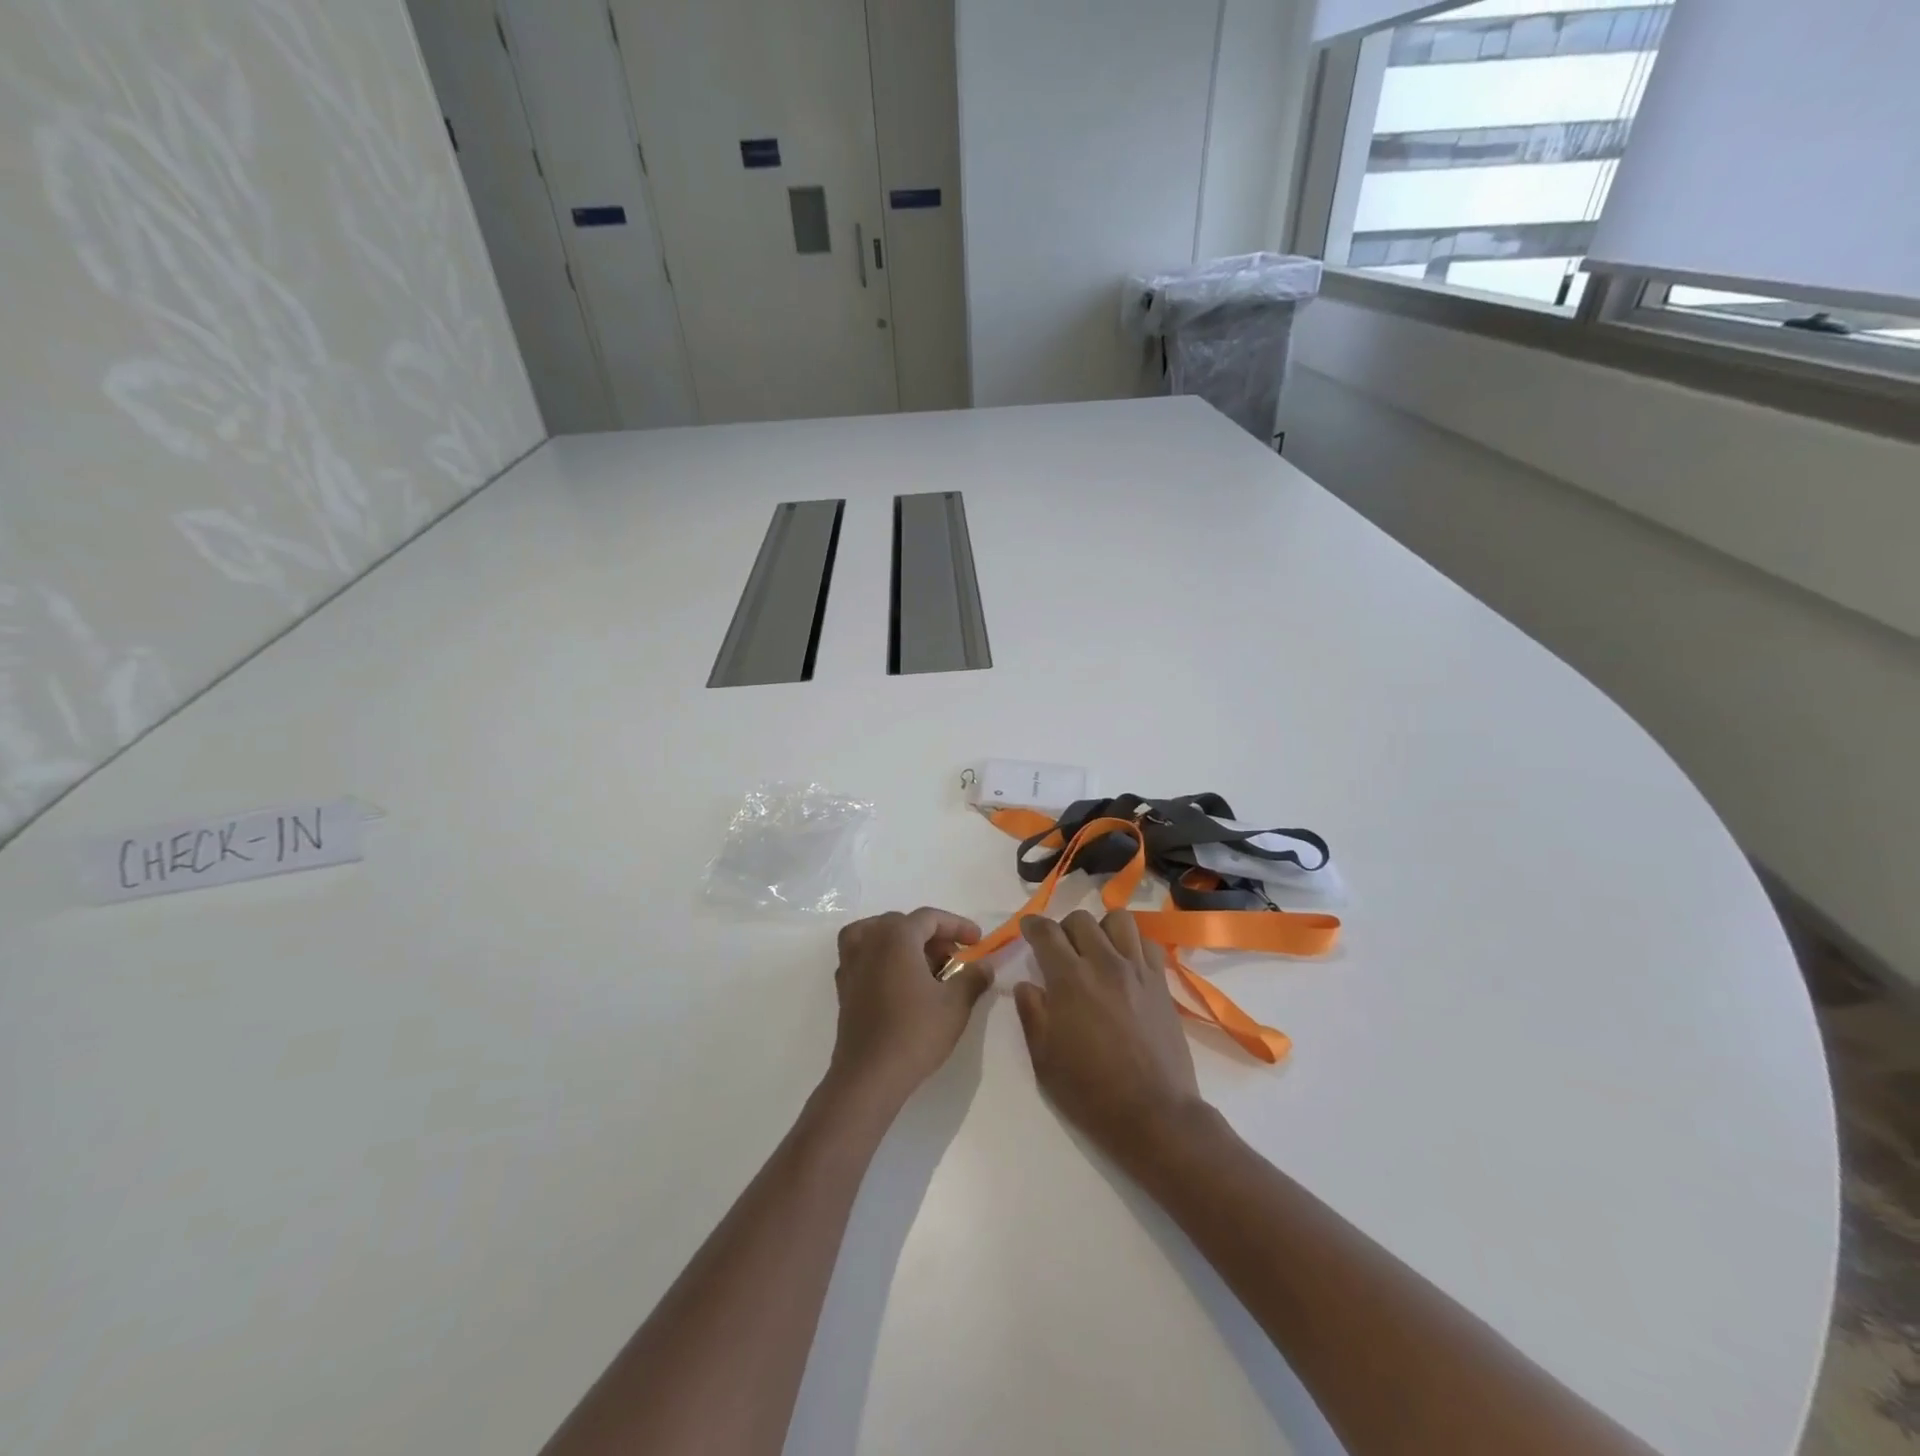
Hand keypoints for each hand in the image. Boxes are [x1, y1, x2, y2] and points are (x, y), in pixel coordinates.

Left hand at [829, 908, 991, 1104]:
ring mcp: (851, 963)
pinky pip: (863, 956)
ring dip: (902, 942)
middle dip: (932, 936)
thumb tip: (985, 966)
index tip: (977, 941)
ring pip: (877, 935)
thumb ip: (973, 978)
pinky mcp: (843, 986)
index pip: (930, 918)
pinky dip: (881, 957)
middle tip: (955, 958)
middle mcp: (869, 941)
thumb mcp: (955, 1005)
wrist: (869, 1075)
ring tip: (923, 964)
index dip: (957, 925)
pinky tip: (897, 981)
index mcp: (896, 936)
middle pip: (903, 923)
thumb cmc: (915, 1033)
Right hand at [1014, 910, 1205, 1163]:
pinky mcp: (1161, 983)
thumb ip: (1031, 1013)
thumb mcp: (1044, 1058)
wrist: (1154, 1114)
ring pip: (1118, 920)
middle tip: (1060, 950)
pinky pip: (1148, 943)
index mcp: (1070, 979)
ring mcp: (1137, 970)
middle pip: (1081, 919)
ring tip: (1097, 950)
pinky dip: (1133, 944)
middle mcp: (1104, 963)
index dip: (1032, 925)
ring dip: (1101, 929)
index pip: (1047, 932)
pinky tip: (1126, 964)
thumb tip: (1026, 985)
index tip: (1027, 928)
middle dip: (1064, 928)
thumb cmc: (1090, 1091)